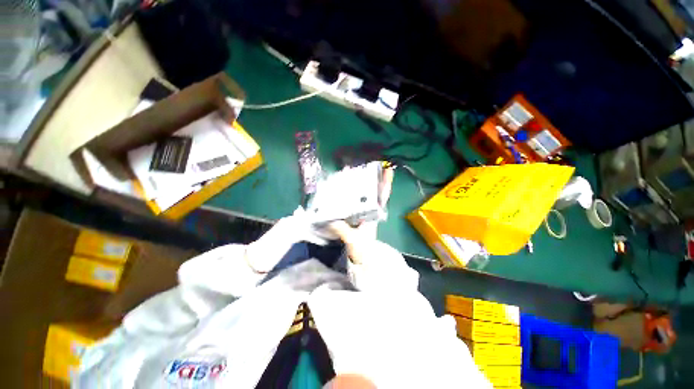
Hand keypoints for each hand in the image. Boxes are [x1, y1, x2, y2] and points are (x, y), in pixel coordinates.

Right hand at [326, 165, 394, 263]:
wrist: (363, 263)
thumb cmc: (364, 252)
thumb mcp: (354, 241)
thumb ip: (344, 231)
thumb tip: (333, 220)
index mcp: (374, 214)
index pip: (382, 196)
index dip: (385, 183)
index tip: (388, 169)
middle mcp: (370, 212)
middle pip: (373, 193)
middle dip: (371, 179)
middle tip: (363, 166)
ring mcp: (363, 215)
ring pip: (363, 197)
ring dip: (360, 185)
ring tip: (352, 174)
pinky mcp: (355, 219)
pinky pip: (354, 204)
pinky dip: (350, 196)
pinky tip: (343, 191)